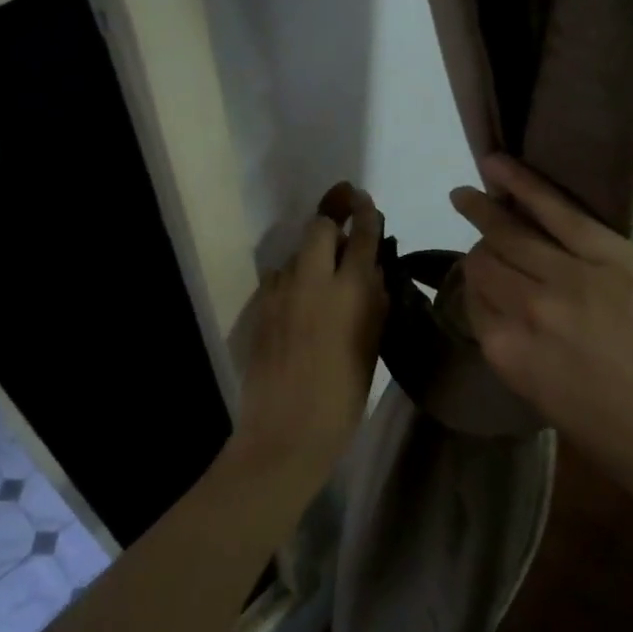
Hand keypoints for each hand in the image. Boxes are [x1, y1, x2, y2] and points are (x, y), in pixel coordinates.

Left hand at [231, 183, 387, 486]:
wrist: (286, 431)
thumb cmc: (342, 397)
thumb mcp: (371, 346)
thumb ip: (372, 300)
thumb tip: (371, 268)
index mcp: (348, 291)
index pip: (360, 236)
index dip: (364, 213)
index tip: (364, 200)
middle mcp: (311, 281)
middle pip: (318, 226)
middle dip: (332, 217)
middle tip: (344, 217)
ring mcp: (279, 292)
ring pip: (296, 253)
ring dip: (312, 253)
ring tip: (326, 272)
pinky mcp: (260, 308)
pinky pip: (280, 277)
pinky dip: (294, 277)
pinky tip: (302, 300)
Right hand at [449, 155, 632, 506]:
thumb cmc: (626, 442)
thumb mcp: (550, 403)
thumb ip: (523, 352)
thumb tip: (514, 315)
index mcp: (508, 355)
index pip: (474, 301)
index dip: (475, 286)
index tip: (483, 277)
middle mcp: (526, 311)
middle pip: (485, 263)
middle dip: (480, 247)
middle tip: (472, 226)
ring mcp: (569, 278)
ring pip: (511, 233)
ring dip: (484, 209)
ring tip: (468, 192)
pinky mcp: (612, 254)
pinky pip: (556, 210)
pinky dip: (523, 183)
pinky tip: (498, 164)